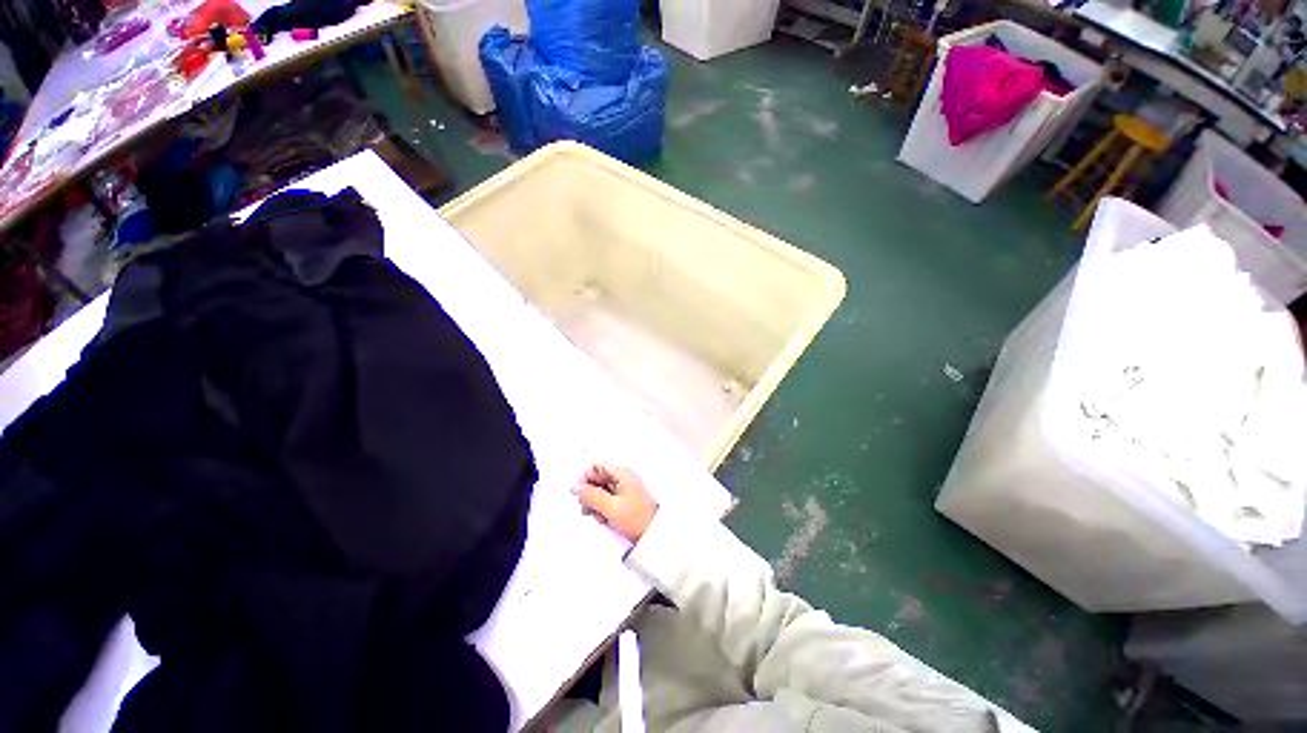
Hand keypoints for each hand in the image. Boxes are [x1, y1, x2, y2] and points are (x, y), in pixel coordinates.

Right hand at [573, 464, 658, 542]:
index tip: (578, 494)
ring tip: (600, 517)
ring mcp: (624, 489)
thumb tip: (577, 488)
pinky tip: (605, 519)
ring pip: (600, 491)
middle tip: (589, 509)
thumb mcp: (611, 508)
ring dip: (595, 504)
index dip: (584, 480)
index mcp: (622, 474)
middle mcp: (623, 478)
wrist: (654, 535)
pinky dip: (602, 509)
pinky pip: (606, 500)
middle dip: (590, 495)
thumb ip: (592, 496)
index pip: (596, 468)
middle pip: (597, 480)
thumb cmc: (638, 519)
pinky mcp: (624, 500)